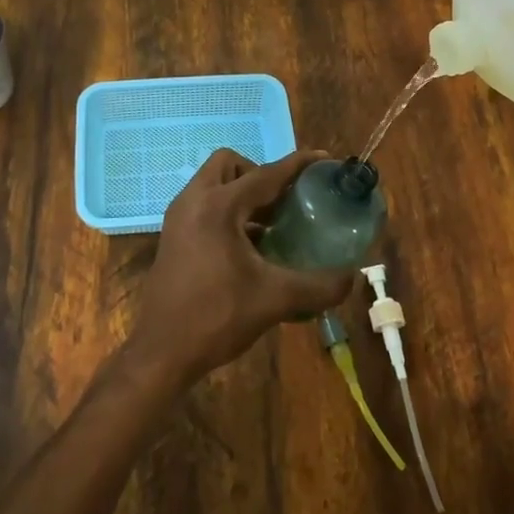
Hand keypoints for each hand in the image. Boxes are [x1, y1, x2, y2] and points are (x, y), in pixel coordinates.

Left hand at [124, 148, 357, 388]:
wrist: (162, 353)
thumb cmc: (216, 317)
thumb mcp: (275, 300)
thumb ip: (319, 286)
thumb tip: (352, 277)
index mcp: (218, 207)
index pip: (265, 174)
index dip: (297, 165)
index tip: (323, 159)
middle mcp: (194, 201)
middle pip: (230, 164)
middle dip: (260, 174)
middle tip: (285, 201)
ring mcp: (178, 219)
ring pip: (214, 184)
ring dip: (243, 194)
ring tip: (273, 224)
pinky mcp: (173, 237)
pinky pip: (204, 206)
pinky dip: (229, 212)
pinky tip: (251, 246)